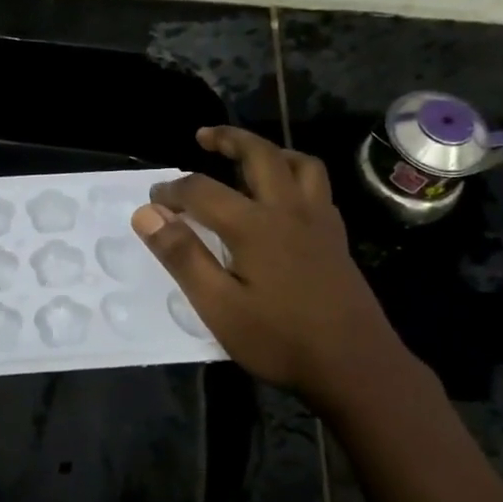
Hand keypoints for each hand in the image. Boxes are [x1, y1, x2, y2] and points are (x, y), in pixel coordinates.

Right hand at [132, 127, 408, 411]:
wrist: (355, 365)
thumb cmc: (279, 340)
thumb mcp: (218, 306)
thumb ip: (183, 257)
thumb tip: (147, 214)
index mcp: (255, 225)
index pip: (203, 190)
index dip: (173, 190)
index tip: (154, 200)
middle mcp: (290, 210)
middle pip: (260, 154)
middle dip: (229, 139)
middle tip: (204, 136)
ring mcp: (320, 222)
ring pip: (300, 164)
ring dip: (271, 151)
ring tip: (249, 158)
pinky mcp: (336, 239)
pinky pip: (317, 188)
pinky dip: (295, 176)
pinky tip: (285, 198)